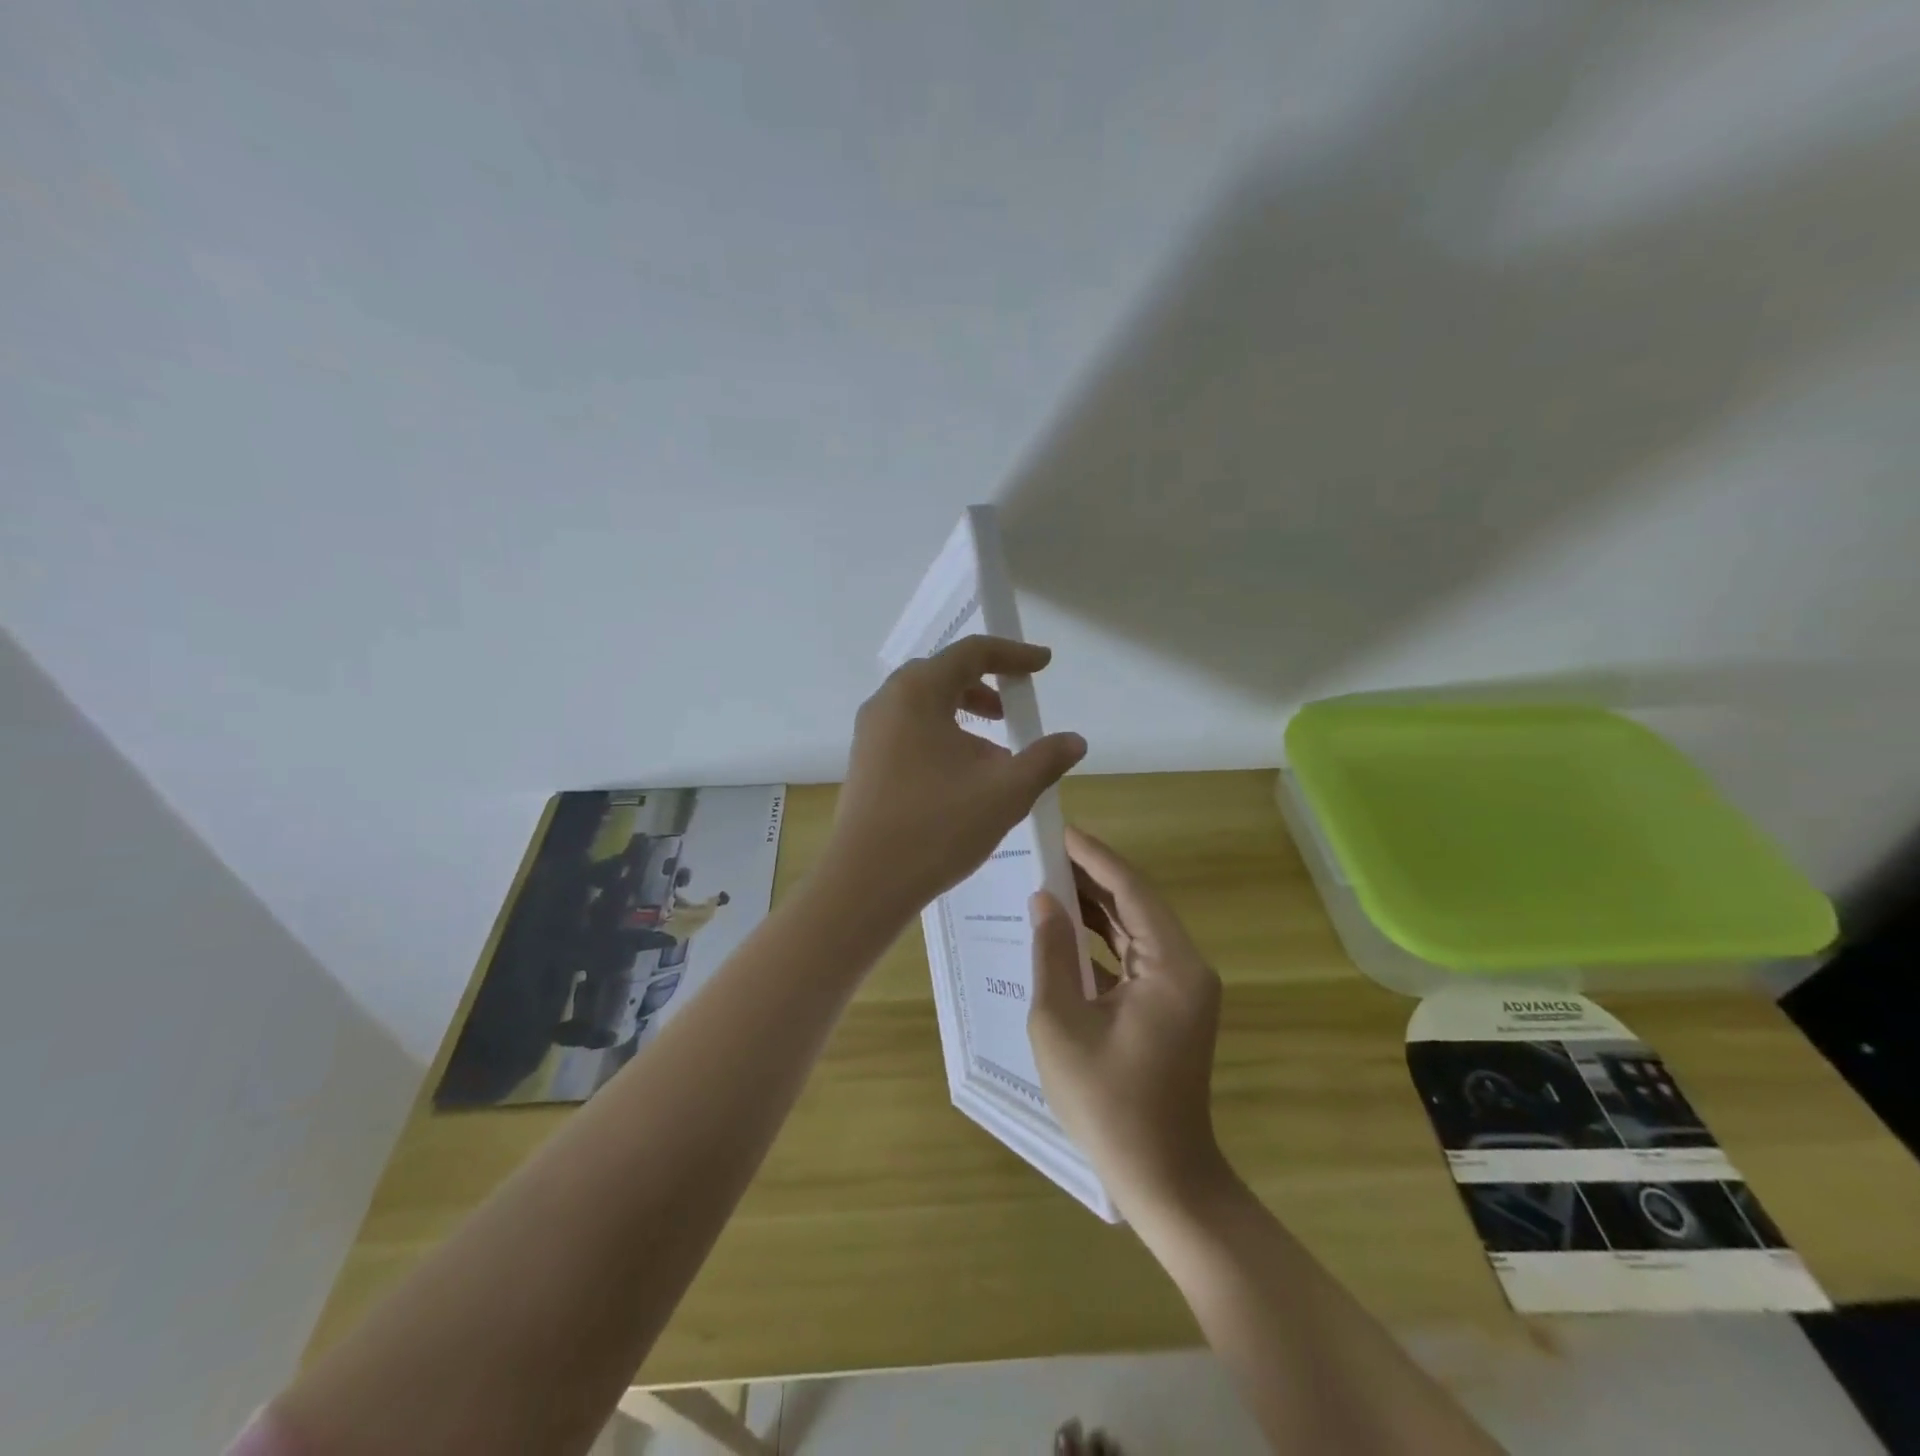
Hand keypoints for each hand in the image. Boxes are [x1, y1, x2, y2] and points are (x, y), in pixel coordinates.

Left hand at [823, 635, 1087, 916]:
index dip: (1012, 655)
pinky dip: (942, 736)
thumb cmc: (938, 826)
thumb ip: (1045, 759)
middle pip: (943, 675)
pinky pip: (909, 731)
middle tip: (1014, 709)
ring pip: (925, 706)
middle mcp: (888, 702)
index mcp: (918, 693)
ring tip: (995, 753)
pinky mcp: (865, 762)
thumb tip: (1074, 741)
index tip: (1043, 664)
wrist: (866, 882)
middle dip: (985, 686)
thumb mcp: (1005, 792)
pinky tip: (963, 777)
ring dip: (964, 715)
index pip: (971, 653)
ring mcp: (870, 733)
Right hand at [1028, 828, 1226, 1218]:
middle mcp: (1186, 966)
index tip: (1059, 830)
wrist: (1162, 1177)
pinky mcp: (1170, 1005)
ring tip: (1049, 877)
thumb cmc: (1107, 1102)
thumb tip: (1044, 901)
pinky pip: (1135, 955)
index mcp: (1172, 965)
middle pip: (1137, 903)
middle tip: (1045, 849)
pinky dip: (1102, 938)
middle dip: (1092, 875)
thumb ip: (1052, 954)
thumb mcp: (1062, 1024)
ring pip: (1135, 927)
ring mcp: (1182, 987)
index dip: (1094, 856)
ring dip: (1096, 905)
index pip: (1132, 889)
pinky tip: (1066, 927)